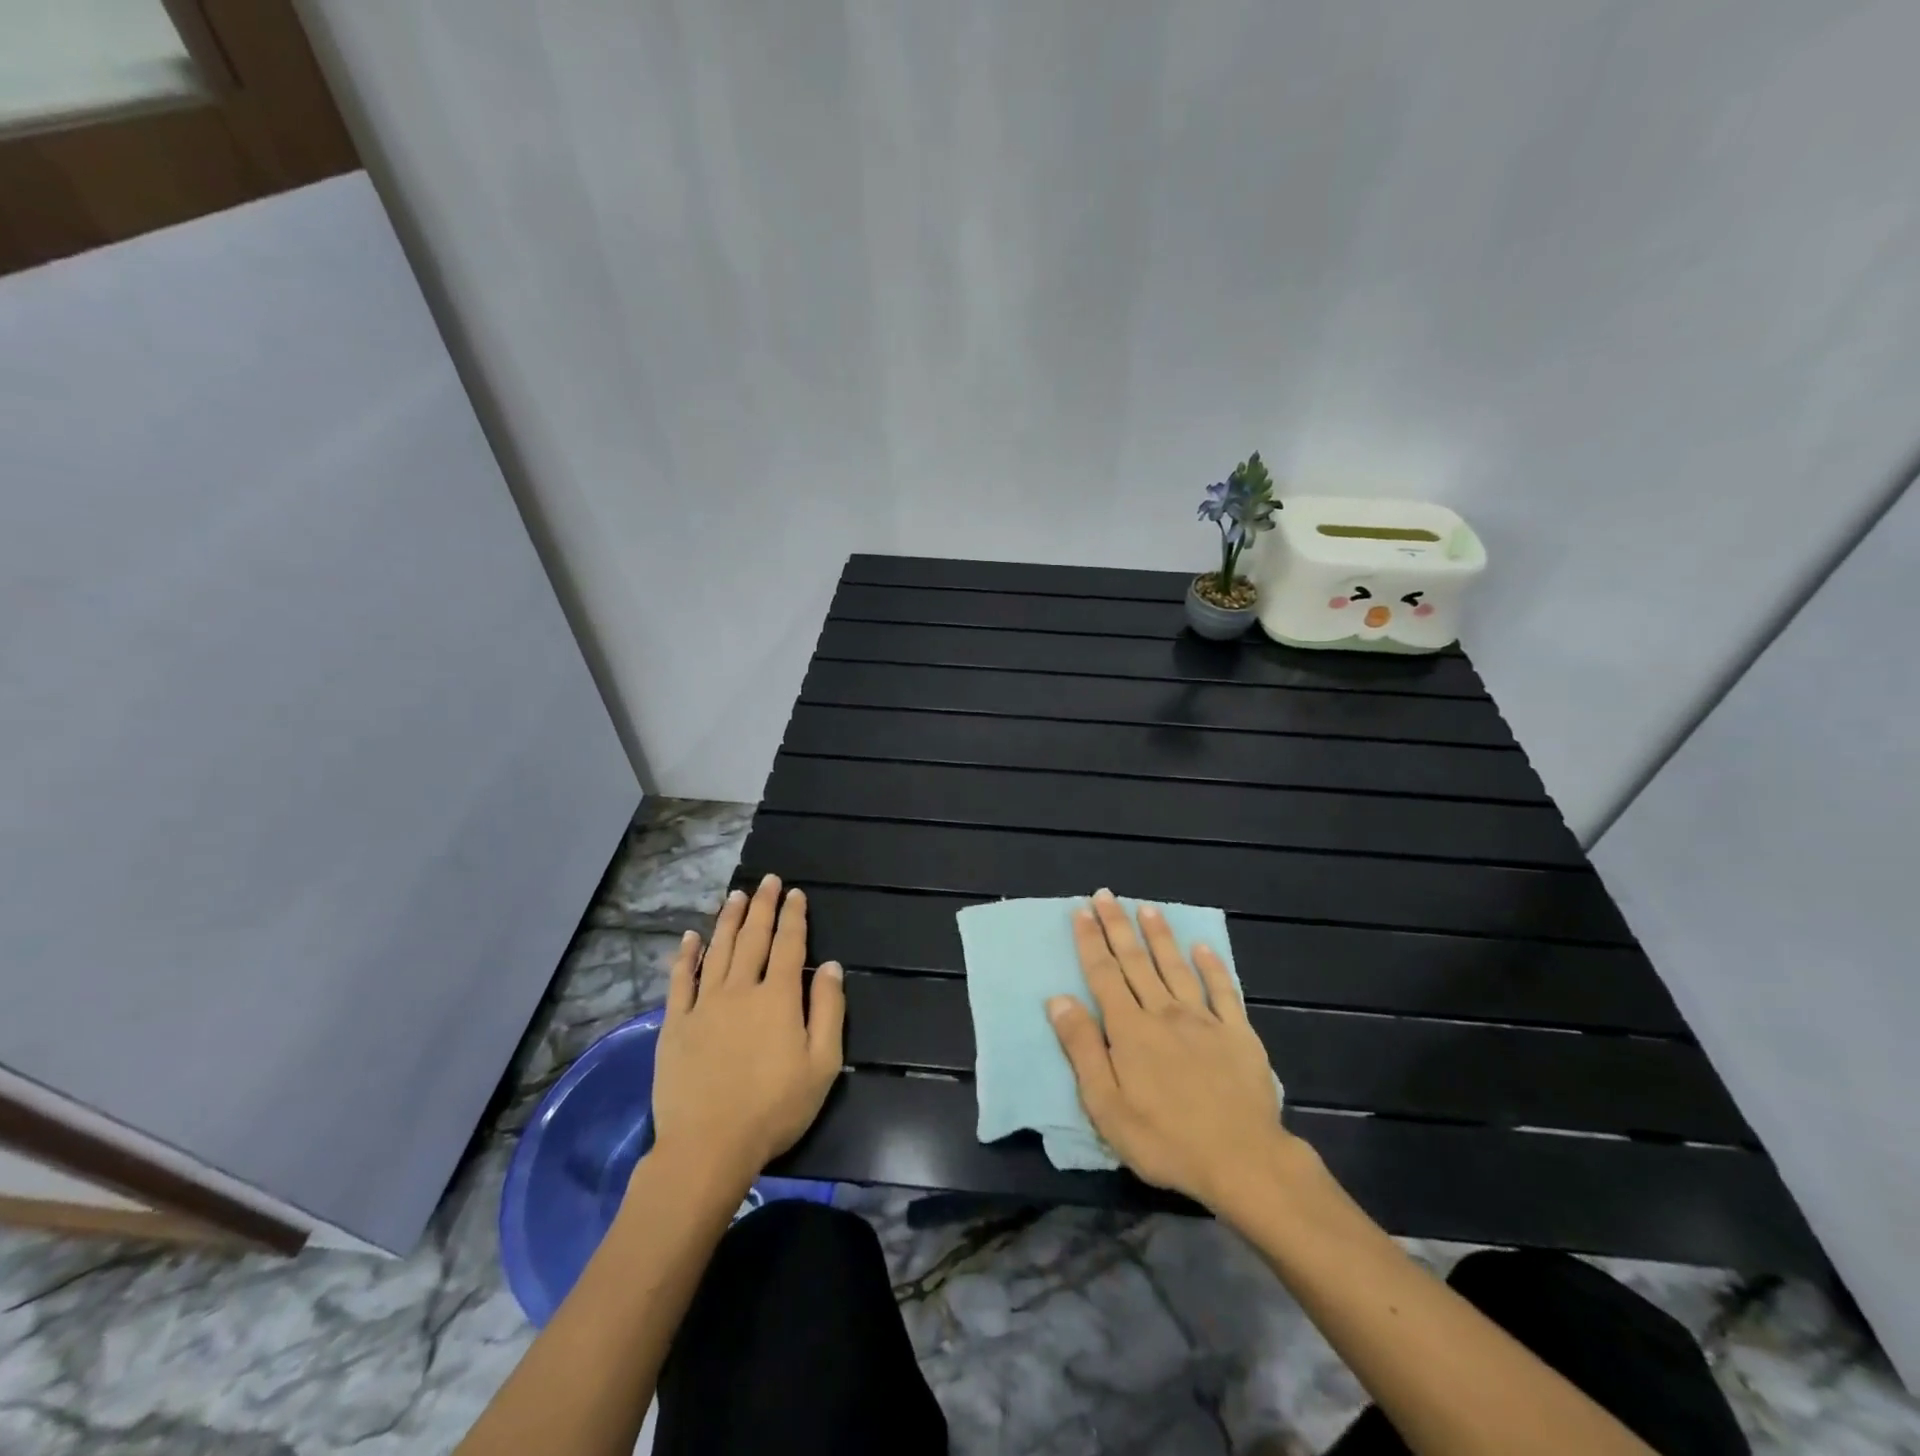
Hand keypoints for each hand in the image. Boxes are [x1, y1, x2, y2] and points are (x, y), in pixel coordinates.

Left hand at [647, 875, 845, 1190]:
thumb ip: (828, 1010)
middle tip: (767, 881)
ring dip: (728, 920)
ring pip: (717, 950)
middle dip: (762, 906)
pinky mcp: (676, 1024)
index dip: (793, 916)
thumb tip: (830, 966)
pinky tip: (690, 938)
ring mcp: (704, 1004)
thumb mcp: (822, 1064)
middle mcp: (740, 989)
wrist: (708, 1146)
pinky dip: (685, 956)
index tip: (795, 893)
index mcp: (778, 998)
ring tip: (735, 896)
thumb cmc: (774, 1108)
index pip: (788, 945)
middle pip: (752, 938)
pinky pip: (680, 980)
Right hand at [1048, 889, 1289, 1212]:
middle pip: (1136, 962)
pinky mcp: (1238, 1033)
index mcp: (1130, 1030)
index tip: (1081, 912)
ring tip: (1147, 908)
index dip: (1091, 942)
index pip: (1104, 975)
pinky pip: (1224, 991)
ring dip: (1159, 936)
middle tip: (1105, 895)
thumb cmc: (1165, 1140)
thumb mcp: (1107, 1106)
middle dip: (1117, 926)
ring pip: (1176, 967)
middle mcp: (1164, 1013)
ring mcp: (1204, 1020)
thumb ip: (1083, 1049)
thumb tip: (1059, 1000)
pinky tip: (1203, 947)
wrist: (1242, 1161)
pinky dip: (1212, 966)